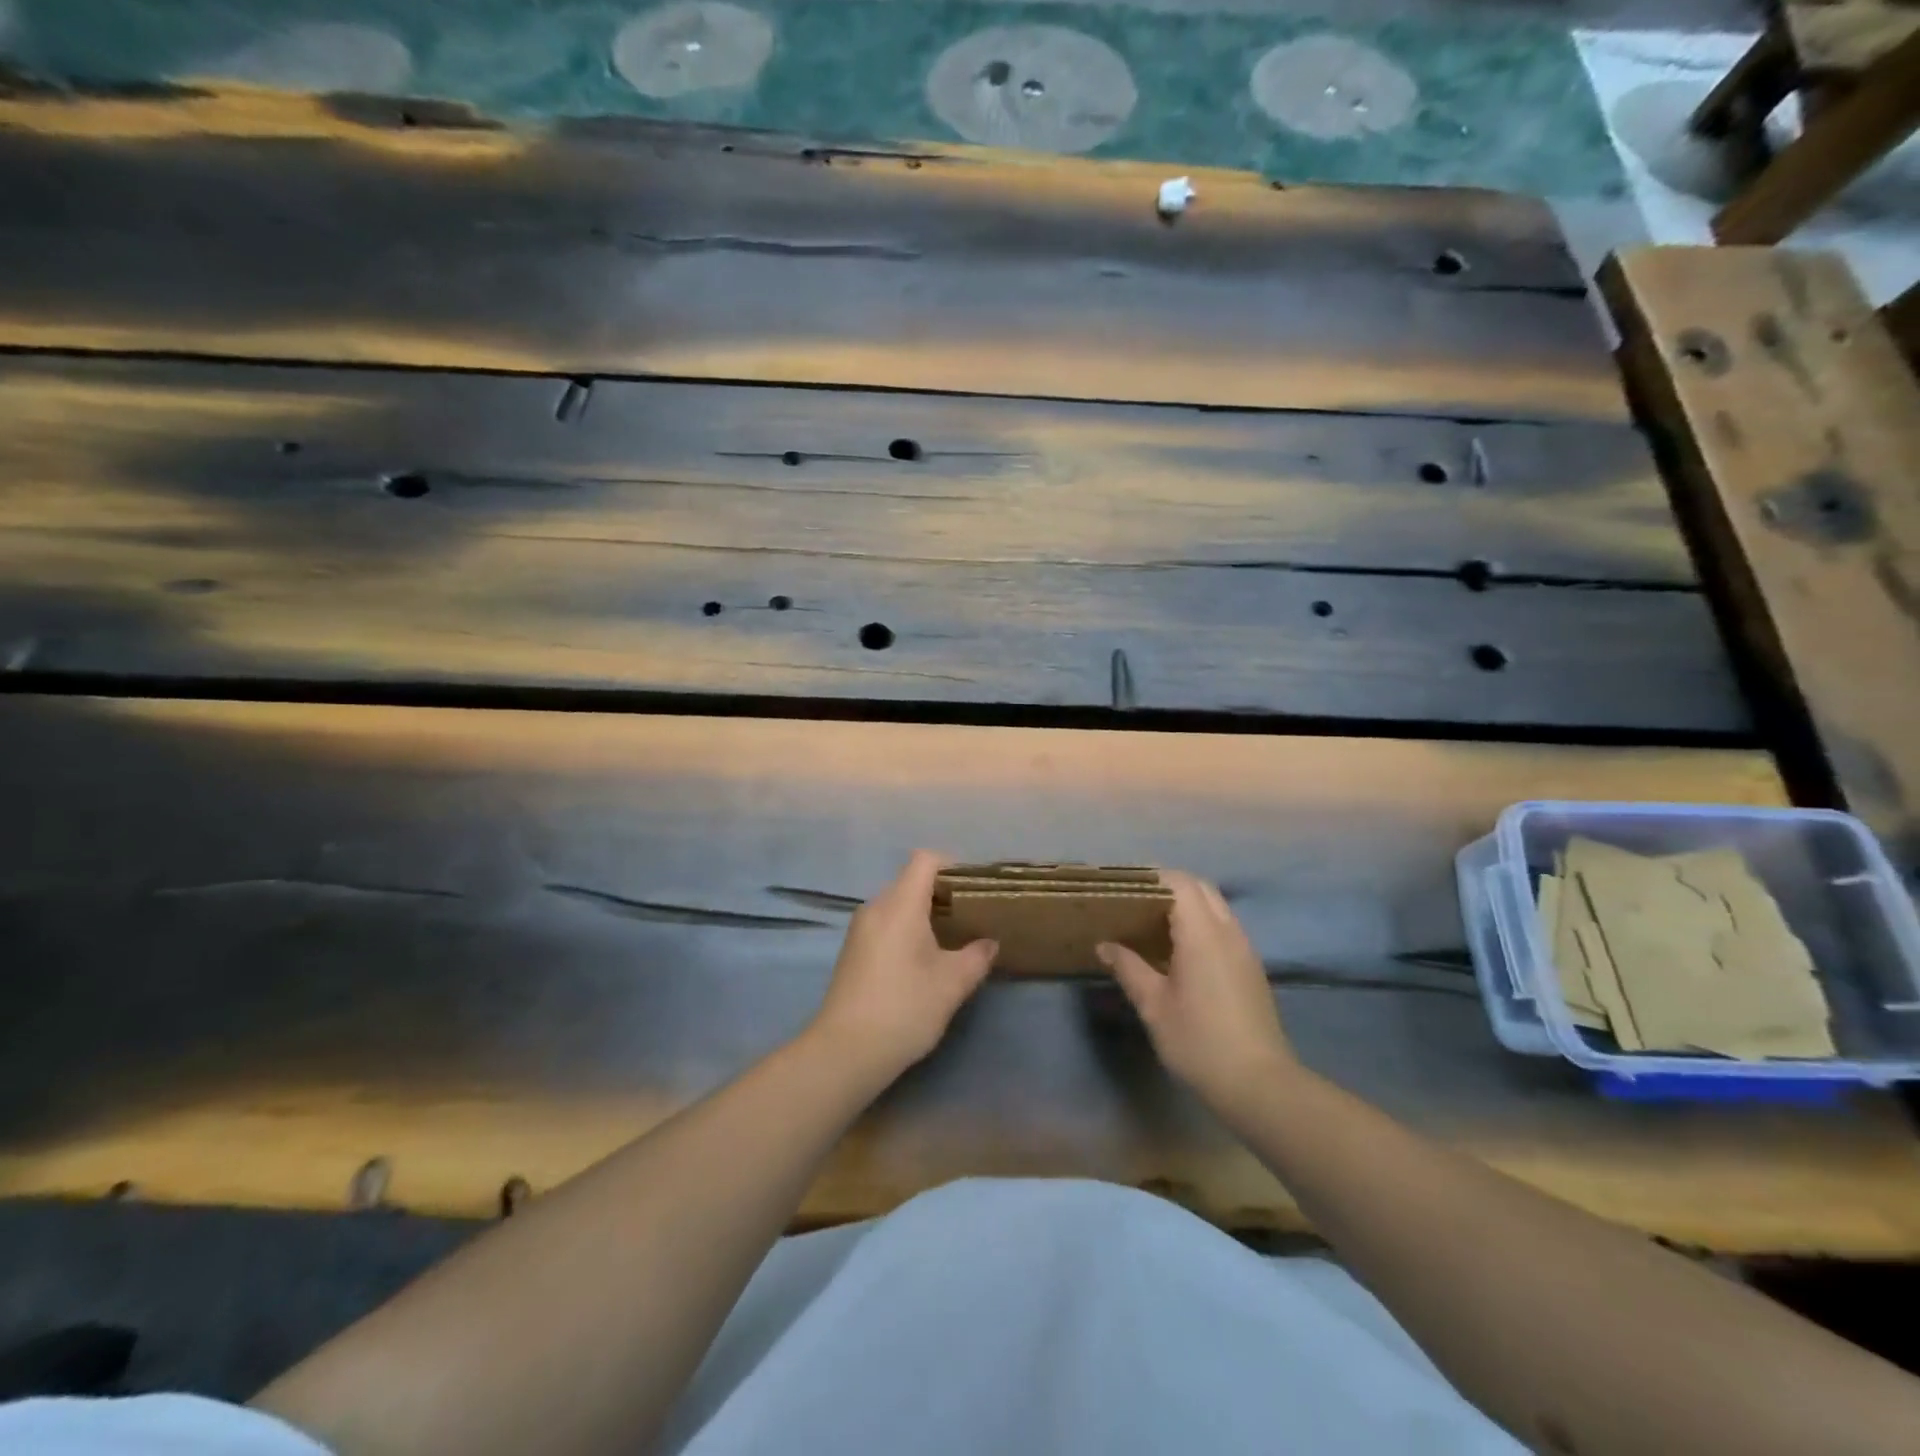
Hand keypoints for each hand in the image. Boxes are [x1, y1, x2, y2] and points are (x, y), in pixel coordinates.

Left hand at [807, 851, 997, 1083]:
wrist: (845, 1052)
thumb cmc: (904, 1008)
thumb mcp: (952, 984)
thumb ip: (976, 957)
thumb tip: (990, 942)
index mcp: (900, 905)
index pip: (925, 860)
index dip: (952, 866)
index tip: (974, 891)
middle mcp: (876, 907)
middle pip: (911, 881)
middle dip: (942, 893)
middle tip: (970, 919)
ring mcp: (860, 929)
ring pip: (897, 904)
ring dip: (924, 914)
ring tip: (950, 941)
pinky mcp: (853, 951)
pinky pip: (885, 924)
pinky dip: (906, 930)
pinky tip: (922, 961)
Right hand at [1098, 870, 1292, 1110]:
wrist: (1259, 1085)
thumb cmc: (1199, 1041)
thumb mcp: (1154, 1006)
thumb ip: (1129, 968)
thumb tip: (1104, 945)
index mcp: (1202, 933)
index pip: (1180, 883)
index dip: (1152, 878)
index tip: (1124, 887)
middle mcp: (1228, 931)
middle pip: (1201, 888)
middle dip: (1169, 887)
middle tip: (1135, 903)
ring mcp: (1244, 949)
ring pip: (1216, 907)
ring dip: (1187, 905)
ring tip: (1152, 923)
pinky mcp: (1251, 967)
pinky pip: (1224, 927)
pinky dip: (1201, 924)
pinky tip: (1179, 950)